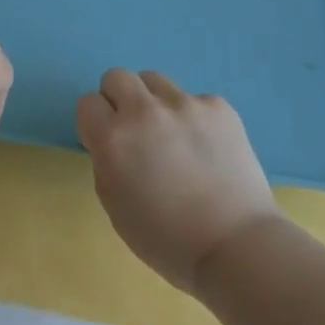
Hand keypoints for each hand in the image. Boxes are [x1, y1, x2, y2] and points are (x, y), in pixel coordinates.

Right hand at [76, 69, 281, 292]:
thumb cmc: (168, 240)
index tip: (108, 143)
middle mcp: (145, 111)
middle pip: (117, 77)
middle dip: (120, 100)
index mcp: (114, 139)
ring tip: (174, 137)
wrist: (237, 247)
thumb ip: (106, 162)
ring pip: (155, 81)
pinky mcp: (217, 106)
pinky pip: (194, 100)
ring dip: (155, 103)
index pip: (88, 102)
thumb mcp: (115, 208)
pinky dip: (193, 118)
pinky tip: (207, 149)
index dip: (96, 123)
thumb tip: (114, 142)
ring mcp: (184, 104)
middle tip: (136, 132)